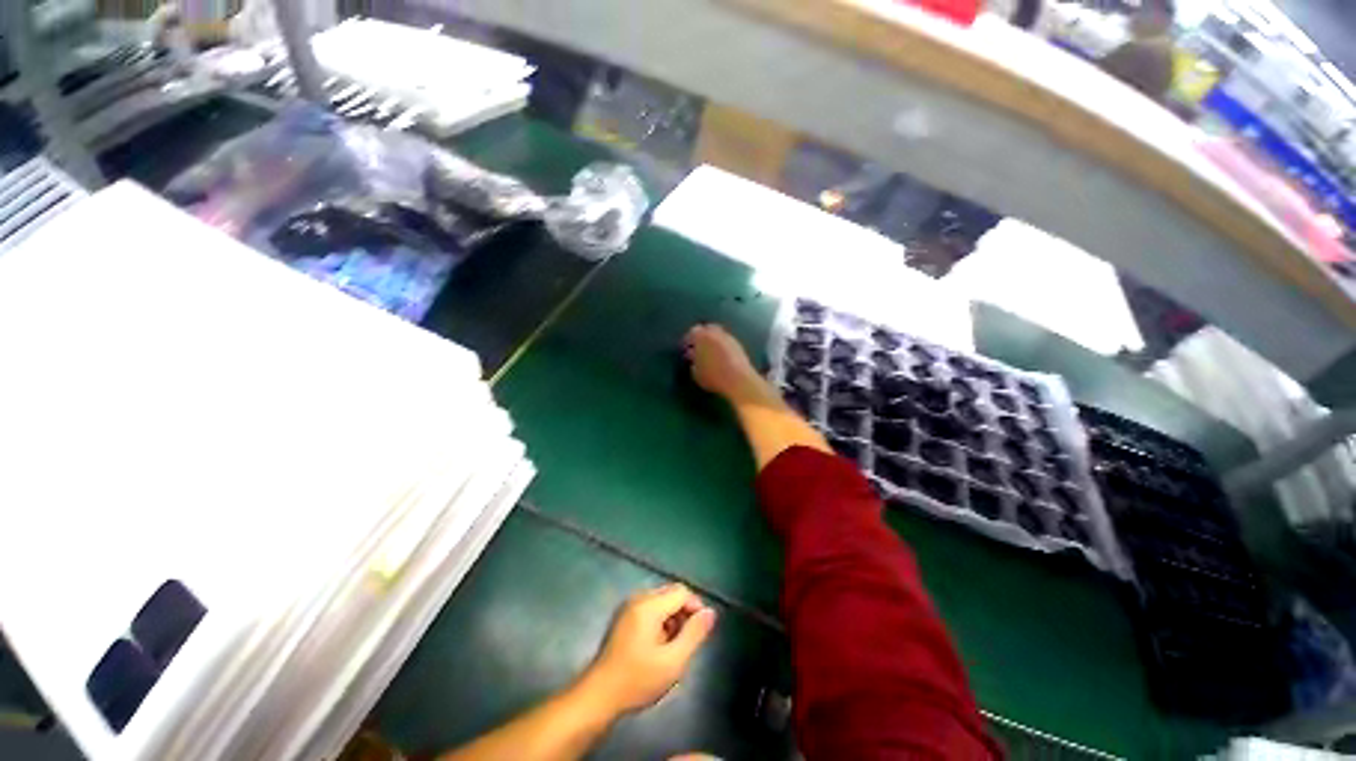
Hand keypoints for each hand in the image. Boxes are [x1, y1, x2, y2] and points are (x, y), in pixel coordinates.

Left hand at [580, 584, 716, 715]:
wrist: (599, 696)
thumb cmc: (637, 680)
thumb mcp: (673, 661)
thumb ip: (694, 634)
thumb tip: (711, 612)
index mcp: (649, 605)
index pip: (682, 592)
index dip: (696, 608)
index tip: (701, 632)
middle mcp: (638, 598)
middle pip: (671, 594)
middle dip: (683, 614)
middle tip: (687, 643)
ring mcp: (628, 607)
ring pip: (661, 601)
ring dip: (672, 619)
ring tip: (673, 648)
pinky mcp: (623, 617)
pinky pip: (649, 609)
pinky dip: (659, 622)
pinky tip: (657, 647)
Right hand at [683, 324, 764, 402]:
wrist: (738, 379)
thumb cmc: (713, 376)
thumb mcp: (696, 373)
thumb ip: (692, 362)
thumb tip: (693, 358)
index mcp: (702, 336)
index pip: (692, 332)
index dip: (687, 341)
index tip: (685, 348)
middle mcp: (716, 332)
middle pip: (706, 329)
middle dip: (701, 337)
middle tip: (697, 348)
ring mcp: (728, 337)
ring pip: (718, 334)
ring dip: (712, 341)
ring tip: (709, 353)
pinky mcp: (738, 344)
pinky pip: (726, 341)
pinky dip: (722, 346)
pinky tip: (720, 356)